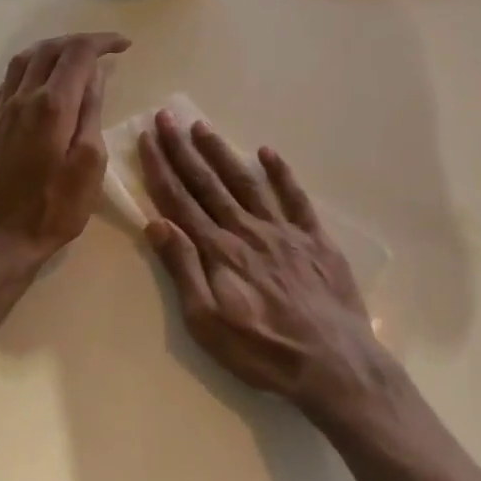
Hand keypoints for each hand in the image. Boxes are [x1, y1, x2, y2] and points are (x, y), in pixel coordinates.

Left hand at [0, 32, 129, 270]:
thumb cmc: (53, 210)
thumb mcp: (88, 165)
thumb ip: (91, 115)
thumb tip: (94, 77)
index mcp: (52, 106)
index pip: (78, 54)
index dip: (102, 42)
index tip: (124, 45)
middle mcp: (22, 99)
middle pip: (49, 50)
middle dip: (79, 42)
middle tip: (104, 49)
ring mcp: (1, 112)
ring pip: (23, 61)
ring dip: (51, 50)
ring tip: (73, 57)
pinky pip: (7, 82)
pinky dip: (29, 70)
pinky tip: (38, 82)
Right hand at [138, 110, 386, 418]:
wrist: (333, 362)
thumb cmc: (264, 351)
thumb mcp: (208, 323)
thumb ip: (183, 270)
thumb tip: (156, 224)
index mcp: (219, 251)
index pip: (181, 201)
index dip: (161, 169)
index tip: (147, 140)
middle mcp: (247, 230)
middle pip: (208, 184)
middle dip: (184, 150)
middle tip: (167, 118)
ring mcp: (283, 231)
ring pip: (246, 182)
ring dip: (222, 153)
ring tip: (203, 127)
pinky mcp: (315, 238)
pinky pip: (295, 198)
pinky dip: (282, 173)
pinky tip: (268, 152)